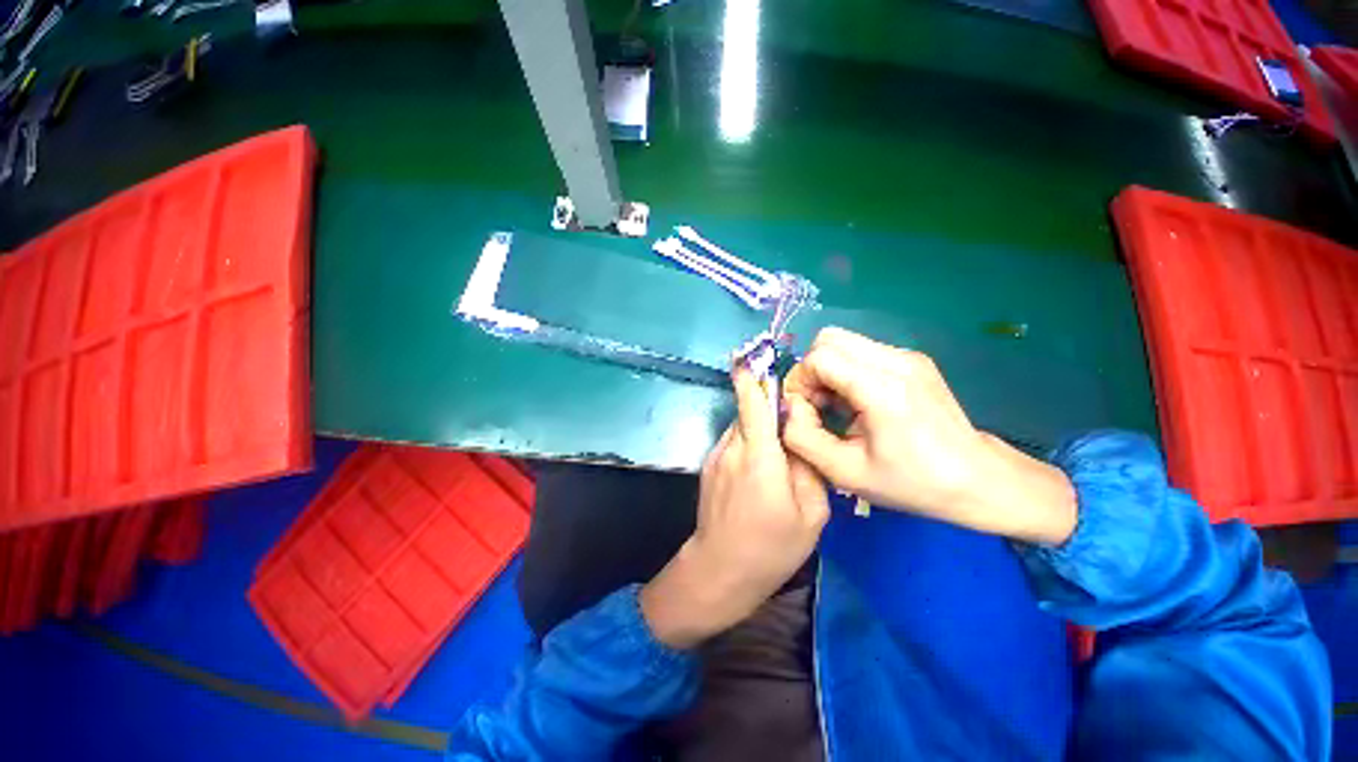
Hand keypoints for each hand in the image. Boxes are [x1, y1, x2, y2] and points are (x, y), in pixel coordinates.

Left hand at [641, 366, 829, 648]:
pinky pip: (733, 443)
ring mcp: (716, 457)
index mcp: (759, 457)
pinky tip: (759, 473)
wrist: (720, 570)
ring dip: (759, 431)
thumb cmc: (771, 547)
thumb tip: (800, 439)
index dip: (752, 377)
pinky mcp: (709, 466)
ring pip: (741, 428)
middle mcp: (733, 448)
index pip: (753, 404)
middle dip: (768, 410)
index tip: (751, 355)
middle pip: (749, 412)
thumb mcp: (811, 513)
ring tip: (777, 457)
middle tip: (792, 423)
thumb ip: (808, 468)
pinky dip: (748, 446)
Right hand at [781, 327, 1075, 546]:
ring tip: (836, 406)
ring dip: (828, 370)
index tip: (803, 411)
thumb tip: (789, 407)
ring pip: (844, 342)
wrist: (978, 480)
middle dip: (811, 370)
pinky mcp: (912, 360)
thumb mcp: (845, 472)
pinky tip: (856, 402)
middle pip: (829, 339)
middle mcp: (897, 361)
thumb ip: (802, 437)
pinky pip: (861, 351)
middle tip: (817, 404)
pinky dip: (845, 371)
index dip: (799, 381)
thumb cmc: (911, 482)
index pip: (819, 357)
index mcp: (883, 389)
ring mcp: (908, 357)